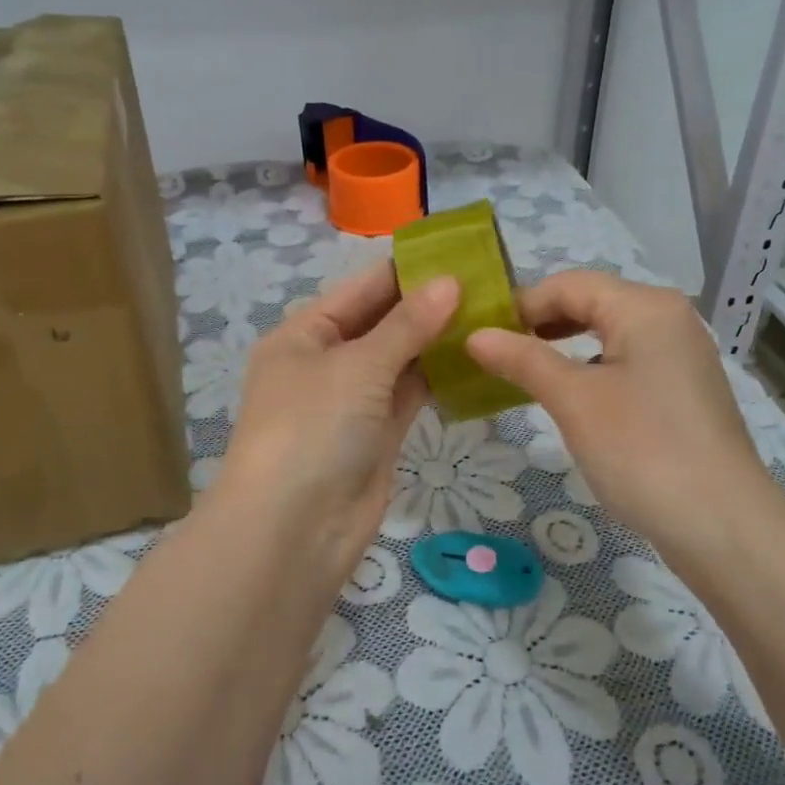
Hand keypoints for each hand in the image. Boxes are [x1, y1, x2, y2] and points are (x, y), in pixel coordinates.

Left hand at [212, 261, 459, 563]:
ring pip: (399, 359)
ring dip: (436, 340)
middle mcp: (325, 362)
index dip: (405, 270)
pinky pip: (409, 394)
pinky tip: (474, 358)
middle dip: (427, 304)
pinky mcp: (376, 435)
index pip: (360, 289)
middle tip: (488, 282)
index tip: (458, 253)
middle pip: (381, 322)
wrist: (293, 531)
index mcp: (303, 334)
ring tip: (491, 313)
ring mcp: (351, 401)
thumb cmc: (313, 429)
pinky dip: (437, 378)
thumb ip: (407, 325)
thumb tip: (450, 281)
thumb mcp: (358, 366)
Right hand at [465, 270, 774, 543]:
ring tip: (524, 372)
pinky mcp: (684, 389)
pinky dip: (591, 368)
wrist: (723, 527)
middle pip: (591, 302)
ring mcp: (682, 354)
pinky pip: (627, 360)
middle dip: (541, 323)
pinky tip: (571, 396)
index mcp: (645, 307)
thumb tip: (474, 335)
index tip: (480, 334)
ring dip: (563, 345)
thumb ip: (523, 359)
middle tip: (496, 352)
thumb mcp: (573, 400)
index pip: (569, 284)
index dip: (521, 304)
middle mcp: (669, 318)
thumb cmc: (642, 450)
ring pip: (609, 332)